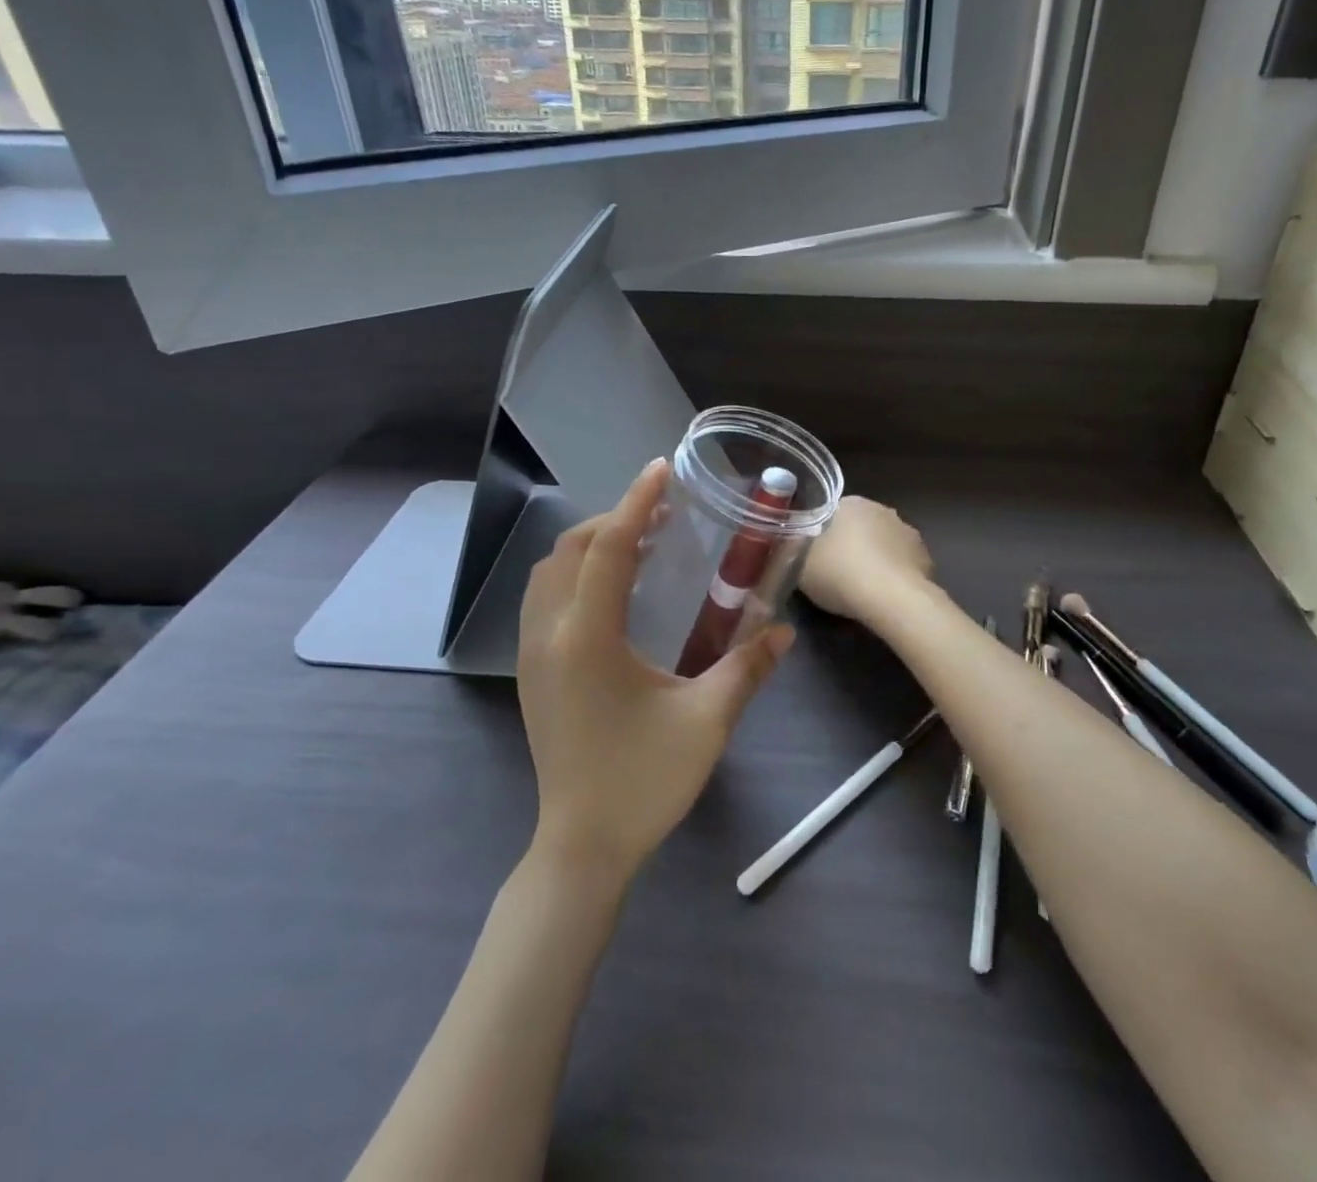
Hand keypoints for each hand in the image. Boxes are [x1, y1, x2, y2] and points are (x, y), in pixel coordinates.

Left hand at [517, 460, 793, 883]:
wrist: (582, 846)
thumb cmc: (644, 781)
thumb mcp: (706, 721)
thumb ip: (747, 667)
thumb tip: (785, 630)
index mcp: (587, 636)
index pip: (609, 547)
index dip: (637, 502)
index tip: (661, 470)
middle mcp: (549, 634)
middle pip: (571, 549)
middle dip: (614, 520)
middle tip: (662, 516)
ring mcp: (532, 654)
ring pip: (550, 573)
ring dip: (590, 546)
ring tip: (639, 547)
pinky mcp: (532, 673)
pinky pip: (544, 599)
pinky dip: (575, 575)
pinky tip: (614, 593)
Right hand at [799, 496, 935, 624]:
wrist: (891, 599)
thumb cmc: (839, 572)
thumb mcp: (799, 562)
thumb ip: (796, 548)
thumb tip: (797, 544)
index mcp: (851, 503)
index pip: (832, 512)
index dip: (821, 534)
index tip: (815, 555)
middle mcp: (882, 509)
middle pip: (859, 526)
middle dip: (850, 544)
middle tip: (835, 573)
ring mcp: (908, 532)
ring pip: (883, 544)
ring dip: (874, 559)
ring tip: (861, 589)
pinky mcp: (926, 558)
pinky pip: (901, 564)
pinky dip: (893, 575)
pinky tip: (884, 596)